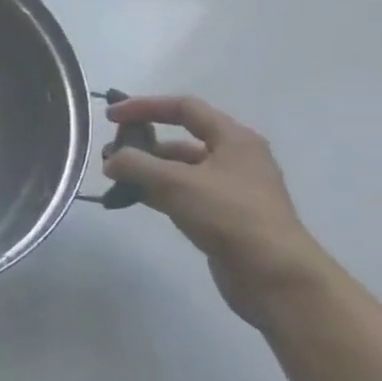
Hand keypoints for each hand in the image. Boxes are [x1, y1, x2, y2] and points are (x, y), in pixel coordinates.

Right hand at [101, 96, 328, 323]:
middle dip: (142, 145)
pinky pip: (181, 194)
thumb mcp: (177, 183)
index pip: (184, 108)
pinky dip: (156, 192)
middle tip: (109, 157)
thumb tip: (111, 161)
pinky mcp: (221, 216)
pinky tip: (134, 201)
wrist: (272, 273)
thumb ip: (137, 166)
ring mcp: (229, 189)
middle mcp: (234, 158)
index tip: (110, 117)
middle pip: (180, 140)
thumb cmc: (230, 216)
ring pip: (179, 170)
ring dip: (146, 171)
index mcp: (234, 139)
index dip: (145, 107)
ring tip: (115, 182)